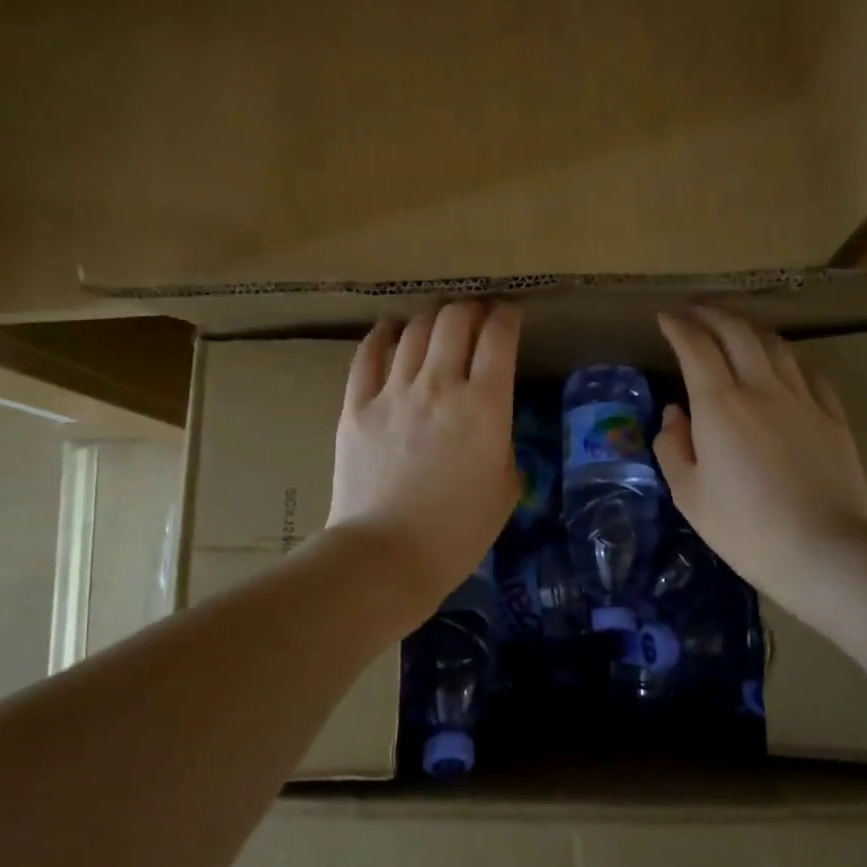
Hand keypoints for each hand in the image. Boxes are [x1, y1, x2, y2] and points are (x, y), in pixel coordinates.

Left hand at [328, 301, 519, 618]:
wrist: (387, 556)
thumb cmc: (458, 532)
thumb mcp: (506, 487)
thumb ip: (502, 439)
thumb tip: (488, 417)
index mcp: (485, 406)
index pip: (499, 336)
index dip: (508, 317)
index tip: (510, 317)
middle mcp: (439, 385)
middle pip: (455, 320)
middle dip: (471, 309)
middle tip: (477, 318)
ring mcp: (393, 391)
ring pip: (414, 330)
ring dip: (432, 319)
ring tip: (438, 326)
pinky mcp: (356, 405)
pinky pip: (368, 353)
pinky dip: (384, 334)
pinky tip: (392, 330)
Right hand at [655, 306, 866, 614]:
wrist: (823, 550)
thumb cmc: (745, 528)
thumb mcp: (689, 494)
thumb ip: (674, 446)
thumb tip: (675, 414)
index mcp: (720, 405)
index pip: (696, 347)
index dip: (678, 326)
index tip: (665, 318)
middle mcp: (761, 388)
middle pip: (737, 332)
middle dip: (712, 314)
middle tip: (695, 312)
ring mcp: (803, 399)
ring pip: (775, 345)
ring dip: (749, 328)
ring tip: (734, 328)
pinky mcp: (833, 417)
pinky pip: (808, 372)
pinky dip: (787, 358)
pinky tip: (782, 364)